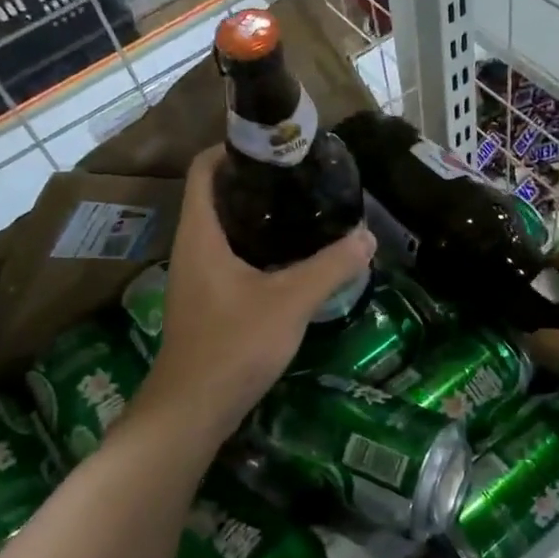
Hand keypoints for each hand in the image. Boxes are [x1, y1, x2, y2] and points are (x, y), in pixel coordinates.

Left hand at [149, 147, 375, 441]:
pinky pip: (230, 256)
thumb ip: (330, 267)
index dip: (232, 148)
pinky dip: (257, 246)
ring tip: (302, 209)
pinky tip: (291, 257)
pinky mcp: (207, 300)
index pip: (203, 169)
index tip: (274, 145)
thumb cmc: (232, 345)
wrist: (191, 412)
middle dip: (255, 181)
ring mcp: (197, 276)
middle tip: (300, 176)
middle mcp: (192, 247)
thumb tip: (367, 236)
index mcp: (200, 233)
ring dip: (257, 215)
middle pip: (217, 195)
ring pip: (225, 228)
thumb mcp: (289, 301)